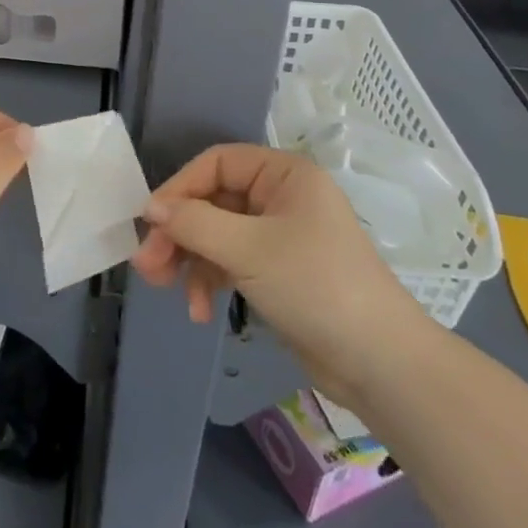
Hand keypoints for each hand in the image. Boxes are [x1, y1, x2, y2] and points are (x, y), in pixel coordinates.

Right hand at [131, 144, 430, 401]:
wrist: (379, 363)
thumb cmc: (315, 285)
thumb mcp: (248, 249)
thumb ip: (194, 223)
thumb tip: (151, 207)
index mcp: (283, 174)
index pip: (217, 163)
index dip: (180, 188)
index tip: (150, 221)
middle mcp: (280, 197)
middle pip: (212, 201)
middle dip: (179, 233)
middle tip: (148, 265)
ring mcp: (279, 236)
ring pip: (217, 234)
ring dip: (190, 261)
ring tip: (164, 289)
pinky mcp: (277, 272)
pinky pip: (231, 262)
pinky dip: (211, 281)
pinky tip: (200, 311)